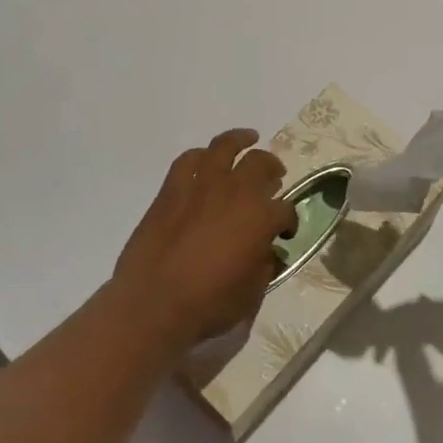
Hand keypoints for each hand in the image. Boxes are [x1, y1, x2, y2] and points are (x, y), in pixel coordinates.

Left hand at [109, 129, 296, 355]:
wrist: (153, 303)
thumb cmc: (209, 304)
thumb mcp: (252, 293)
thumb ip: (264, 266)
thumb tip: (267, 253)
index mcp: (261, 218)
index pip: (285, 209)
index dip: (289, 220)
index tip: (284, 233)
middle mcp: (236, 192)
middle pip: (261, 164)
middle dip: (272, 169)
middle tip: (274, 176)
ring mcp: (201, 186)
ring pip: (225, 147)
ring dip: (241, 140)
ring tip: (249, 138)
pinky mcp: (171, 190)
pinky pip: (187, 161)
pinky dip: (200, 156)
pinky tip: (205, 159)